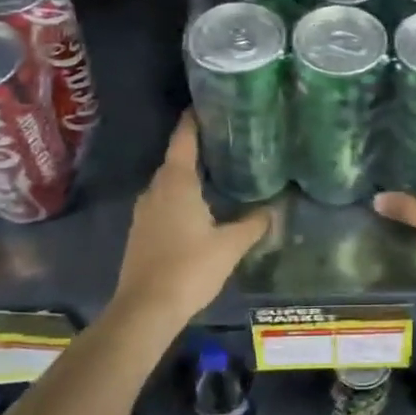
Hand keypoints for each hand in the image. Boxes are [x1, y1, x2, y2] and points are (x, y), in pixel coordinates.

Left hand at [111, 114, 270, 325]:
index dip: (193, 120)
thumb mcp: (230, 246)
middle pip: (175, 159)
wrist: (145, 309)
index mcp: (176, 183)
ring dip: (187, 175)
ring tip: (215, 171)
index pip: (183, 139)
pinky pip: (163, 202)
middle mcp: (156, 190)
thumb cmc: (189, 268)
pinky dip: (179, 196)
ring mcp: (144, 211)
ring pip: (168, 183)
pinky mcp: (141, 232)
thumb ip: (253, 224)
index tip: (207, 105)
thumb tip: (274, 209)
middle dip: (196, 147)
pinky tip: (198, 207)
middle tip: (224, 141)